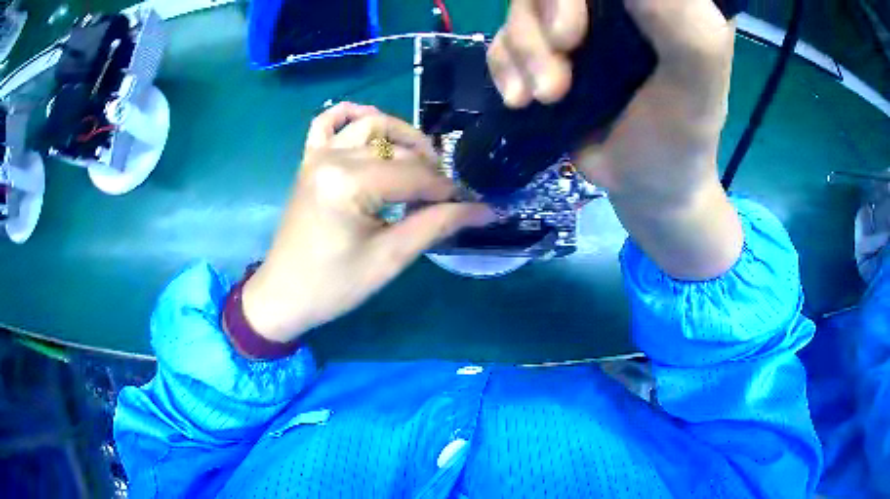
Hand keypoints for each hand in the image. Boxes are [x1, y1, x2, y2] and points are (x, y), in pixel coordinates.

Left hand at [240, 103, 494, 342]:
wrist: (285, 294)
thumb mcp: (390, 258)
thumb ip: (437, 225)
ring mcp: (317, 155)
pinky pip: (327, 122)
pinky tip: (370, 120)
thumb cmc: (335, 285)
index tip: (469, 206)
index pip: (415, 175)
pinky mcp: (309, 160)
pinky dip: (350, 115)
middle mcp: (333, 157)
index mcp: (350, 183)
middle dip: (430, 168)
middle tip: (446, 193)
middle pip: (398, 149)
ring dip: (401, 135)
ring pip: (370, 125)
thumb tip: (484, 210)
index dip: (447, 191)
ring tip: (421, 161)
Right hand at [488, 0, 742, 278]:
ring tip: (544, 99)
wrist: (644, 185)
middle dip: (539, 26)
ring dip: (523, 53)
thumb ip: (683, 30)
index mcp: (657, 3)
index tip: (571, 35)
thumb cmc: (679, 141)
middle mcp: (614, 5)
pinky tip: (522, 100)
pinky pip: (503, 38)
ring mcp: (577, 22)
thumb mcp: (696, 87)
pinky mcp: (547, 48)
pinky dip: (505, 66)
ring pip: (522, 7)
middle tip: (555, 79)